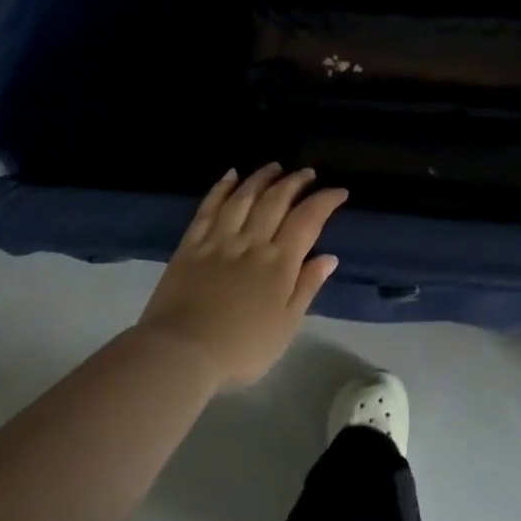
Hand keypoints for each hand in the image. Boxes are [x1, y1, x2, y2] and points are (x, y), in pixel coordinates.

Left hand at [138, 164, 347, 389]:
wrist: (181, 353)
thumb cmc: (241, 348)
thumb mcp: (286, 326)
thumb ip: (307, 287)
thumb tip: (329, 257)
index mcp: (279, 263)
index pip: (307, 220)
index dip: (325, 201)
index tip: (339, 191)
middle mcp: (251, 242)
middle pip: (276, 201)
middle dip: (295, 182)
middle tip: (307, 173)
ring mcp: (219, 240)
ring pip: (244, 197)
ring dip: (261, 178)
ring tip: (275, 166)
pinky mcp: (191, 245)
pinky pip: (208, 208)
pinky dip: (221, 188)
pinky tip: (230, 176)